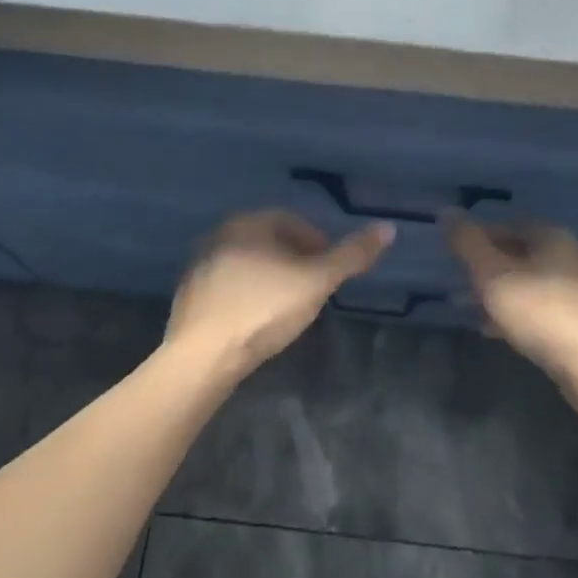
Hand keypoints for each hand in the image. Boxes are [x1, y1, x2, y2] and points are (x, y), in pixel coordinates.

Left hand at [165, 210, 393, 381]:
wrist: (203, 356)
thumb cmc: (264, 309)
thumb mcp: (316, 281)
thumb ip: (351, 256)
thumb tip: (388, 228)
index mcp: (248, 223)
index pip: (290, 220)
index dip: (316, 242)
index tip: (329, 268)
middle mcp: (220, 235)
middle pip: (268, 240)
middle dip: (294, 259)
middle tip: (313, 288)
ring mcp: (200, 265)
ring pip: (246, 263)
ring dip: (270, 277)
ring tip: (287, 306)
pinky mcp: (189, 296)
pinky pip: (228, 287)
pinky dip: (246, 295)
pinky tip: (256, 321)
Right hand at [444, 216, 577, 385]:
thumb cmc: (537, 309)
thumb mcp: (492, 273)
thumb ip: (467, 242)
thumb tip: (446, 211)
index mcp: (550, 236)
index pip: (503, 226)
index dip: (475, 239)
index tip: (453, 259)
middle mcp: (566, 256)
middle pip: (514, 254)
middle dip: (483, 269)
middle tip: (458, 285)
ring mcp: (573, 289)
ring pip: (523, 282)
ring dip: (495, 293)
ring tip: (468, 309)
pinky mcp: (575, 320)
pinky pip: (535, 307)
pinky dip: (512, 312)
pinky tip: (492, 329)